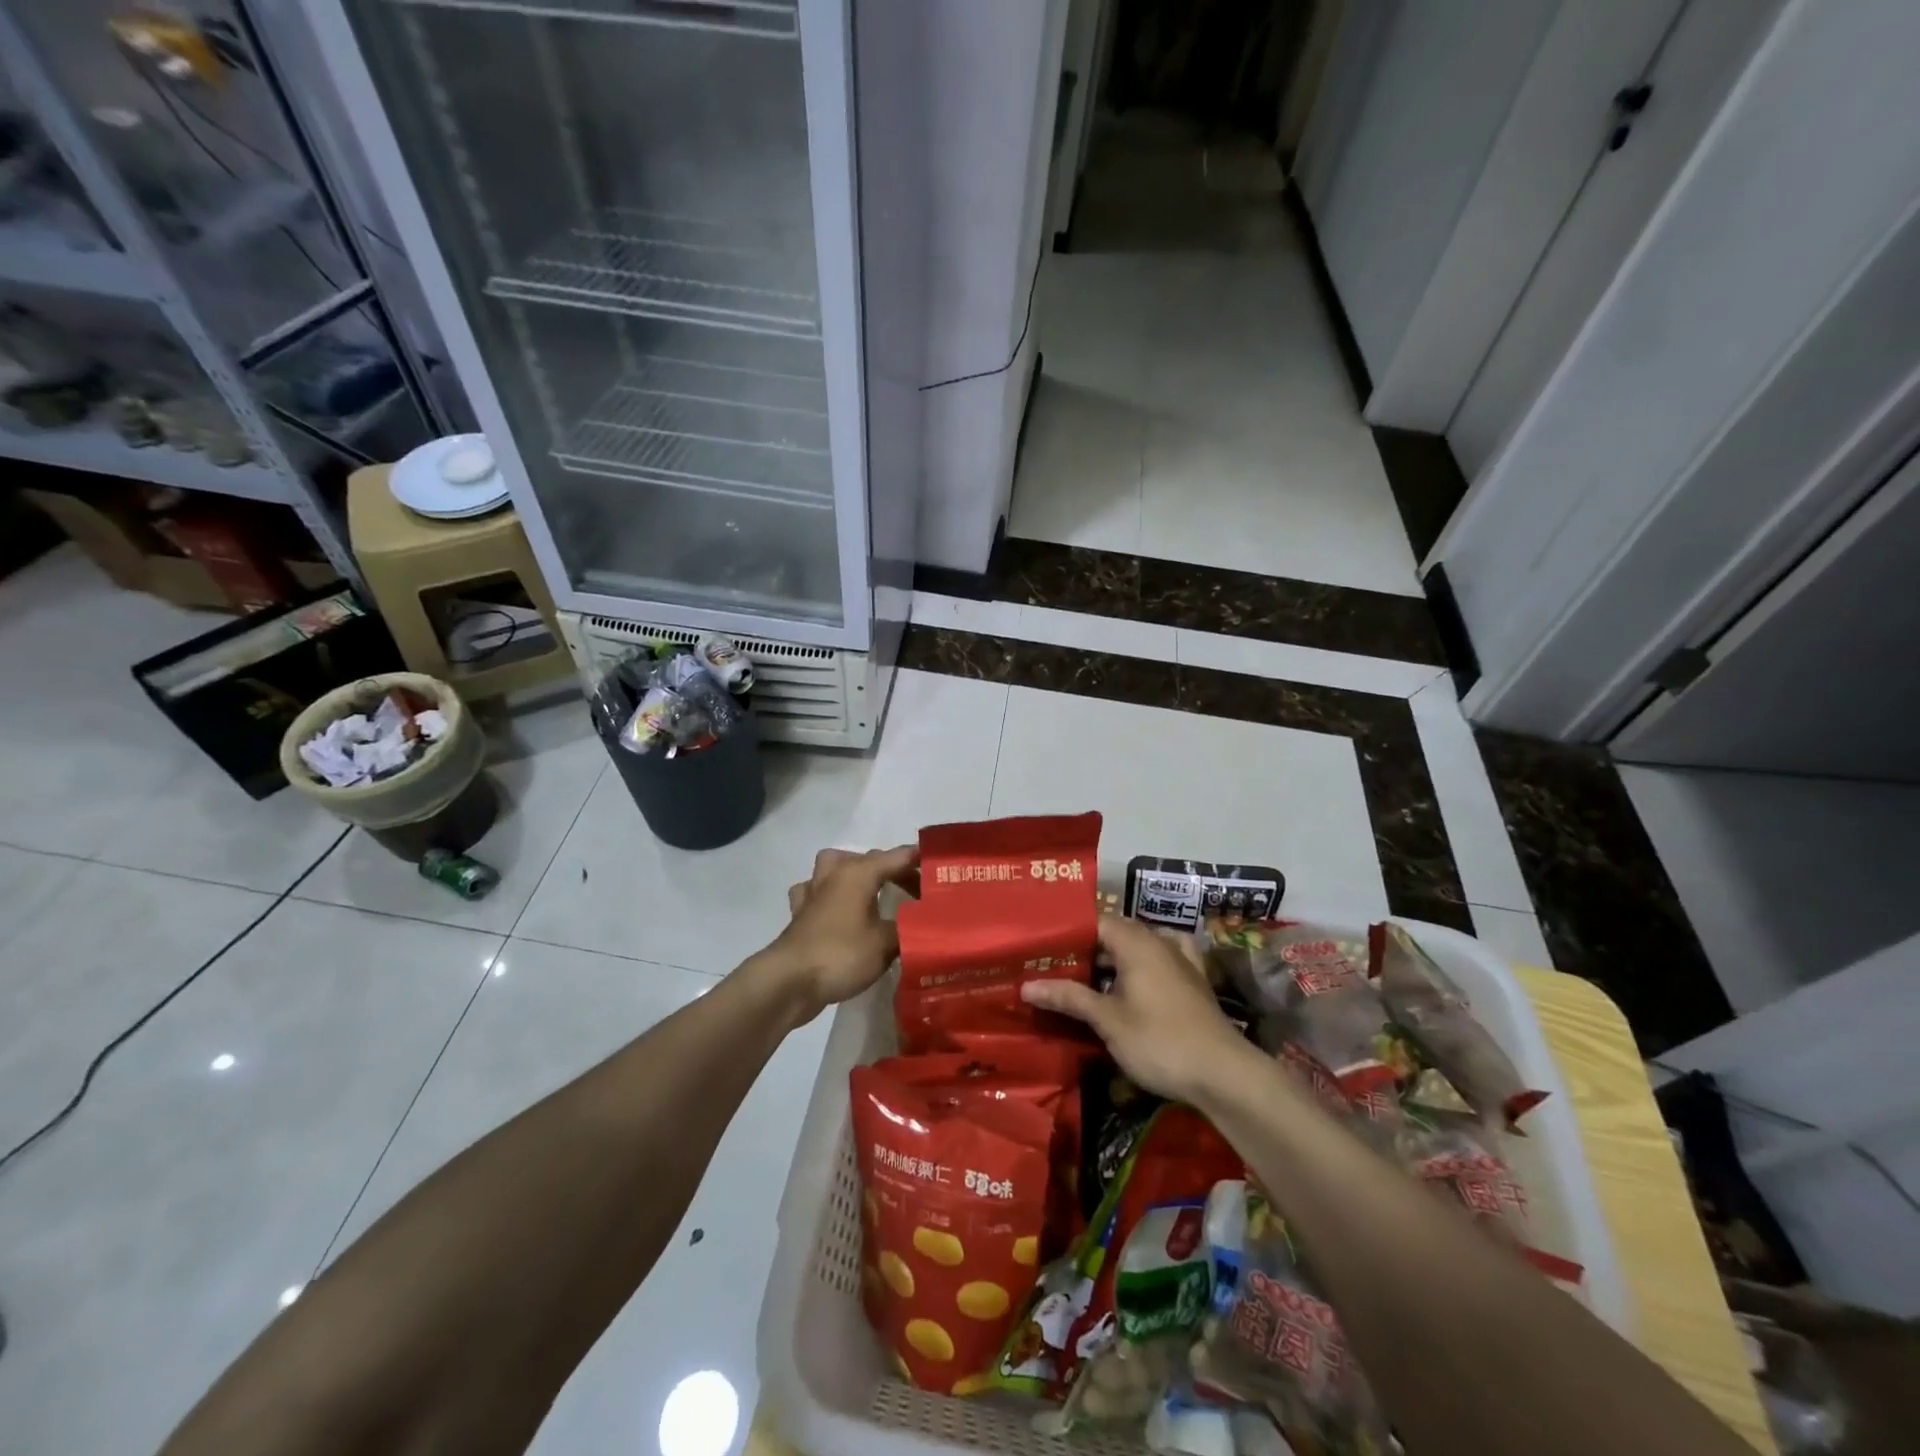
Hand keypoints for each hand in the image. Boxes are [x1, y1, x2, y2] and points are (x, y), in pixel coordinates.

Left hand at [761, 846, 918, 1021]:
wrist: (789, 982)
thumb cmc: (841, 955)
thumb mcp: (887, 943)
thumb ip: (909, 928)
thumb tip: (925, 924)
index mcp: (859, 873)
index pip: (898, 857)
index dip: (921, 860)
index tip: (943, 867)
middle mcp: (835, 874)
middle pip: (871, 860)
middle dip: (896, 872)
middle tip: (918, 893)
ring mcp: (813, 892)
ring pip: (836, 868)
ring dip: (857, 875)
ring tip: (874, 892)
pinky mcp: (800, 914)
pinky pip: (818, 893)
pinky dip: (830, 897)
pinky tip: (839, 911)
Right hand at [1021, 914, 1247, 1102]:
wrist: (1223, 1074)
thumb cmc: (1159, 1041)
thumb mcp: (1108, 1021)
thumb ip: (1069, 997)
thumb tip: (1026, 985)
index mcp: (1136, 942)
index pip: (1095, 920)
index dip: (1068, 931)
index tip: (1042, 945)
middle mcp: (1159, 941)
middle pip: (1116, 932)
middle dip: (1087, 946)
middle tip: (1054, 964)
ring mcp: (1181, 961)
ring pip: (1139, 946)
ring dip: (1113, 957)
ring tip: (1085, 975)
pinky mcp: (1194, 982)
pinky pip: (1161, 960)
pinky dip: (1143, 965)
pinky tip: (1135, 980)